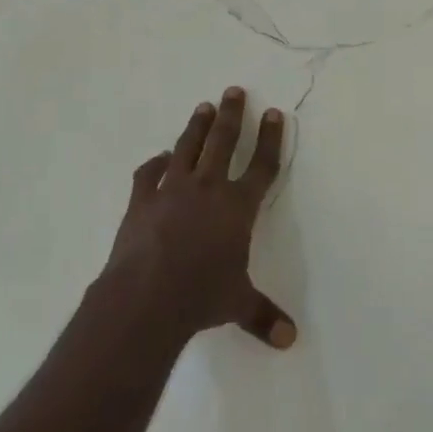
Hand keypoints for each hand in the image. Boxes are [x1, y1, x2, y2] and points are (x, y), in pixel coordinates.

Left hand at [103, 86, 296, 350]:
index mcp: (237, 207)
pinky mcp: (142, 199)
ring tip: (204, 106)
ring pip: (188, 148)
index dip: (271, 139)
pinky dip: (155, 163)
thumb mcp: (237, 304)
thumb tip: (290, 340)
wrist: (147, 296)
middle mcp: (208, 189)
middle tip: (234, 90)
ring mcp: (172, 190)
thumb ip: (263, 316)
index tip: (274, 113)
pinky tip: (160, 157)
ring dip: (197, 126)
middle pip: (224, 142)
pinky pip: (150, 173)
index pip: (262, 166)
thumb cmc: (201, 296)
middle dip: (233, 115)